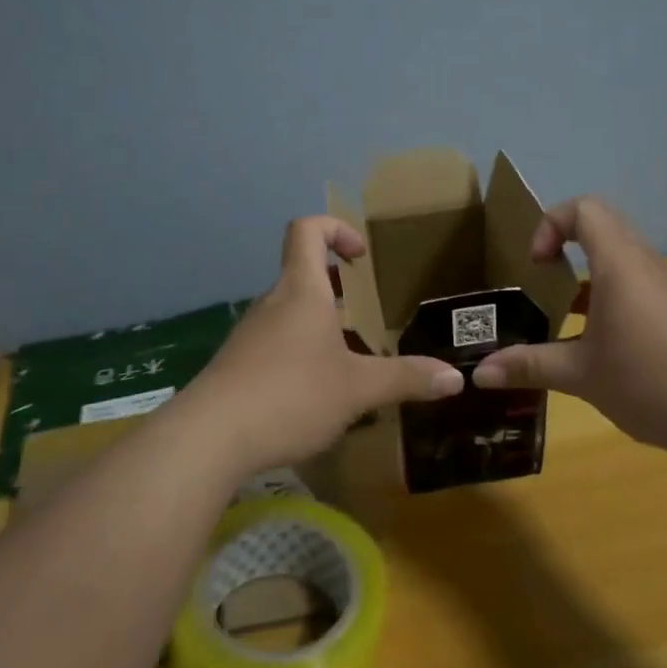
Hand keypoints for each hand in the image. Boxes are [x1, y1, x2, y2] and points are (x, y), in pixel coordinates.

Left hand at [186, 216, 464, 474]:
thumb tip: (456, 378)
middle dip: (335, 287)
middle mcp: (272, 303)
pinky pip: (274, 343)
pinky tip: (314, 393)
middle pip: (301, 273)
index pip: (307, 230)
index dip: (336, 229)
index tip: (361, 258)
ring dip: (318, 324)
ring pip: (288, 312)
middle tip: (364, 315)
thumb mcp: (358, 389)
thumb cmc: (291, 395)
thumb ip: (406, 379)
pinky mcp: (237, 365)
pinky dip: (298, 352)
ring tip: (347, 359)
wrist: (210, 437)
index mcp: (301, 291)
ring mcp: (250, 334)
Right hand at [473, 197, 666, 452]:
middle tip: (541, 283)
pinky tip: (594, 346)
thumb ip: (529, 366)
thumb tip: (479, 373)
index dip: (551, 225)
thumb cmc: (651, 379)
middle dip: (564, 244)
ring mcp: (663, 289)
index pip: (584, 209)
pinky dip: (606, 299)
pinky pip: (633, 286)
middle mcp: (642, 264)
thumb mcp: (580, 375)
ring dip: (585, 277)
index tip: (537, 267)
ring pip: (618, 259)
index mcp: (618, 264)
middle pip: (601, 226)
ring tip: (559, 317)